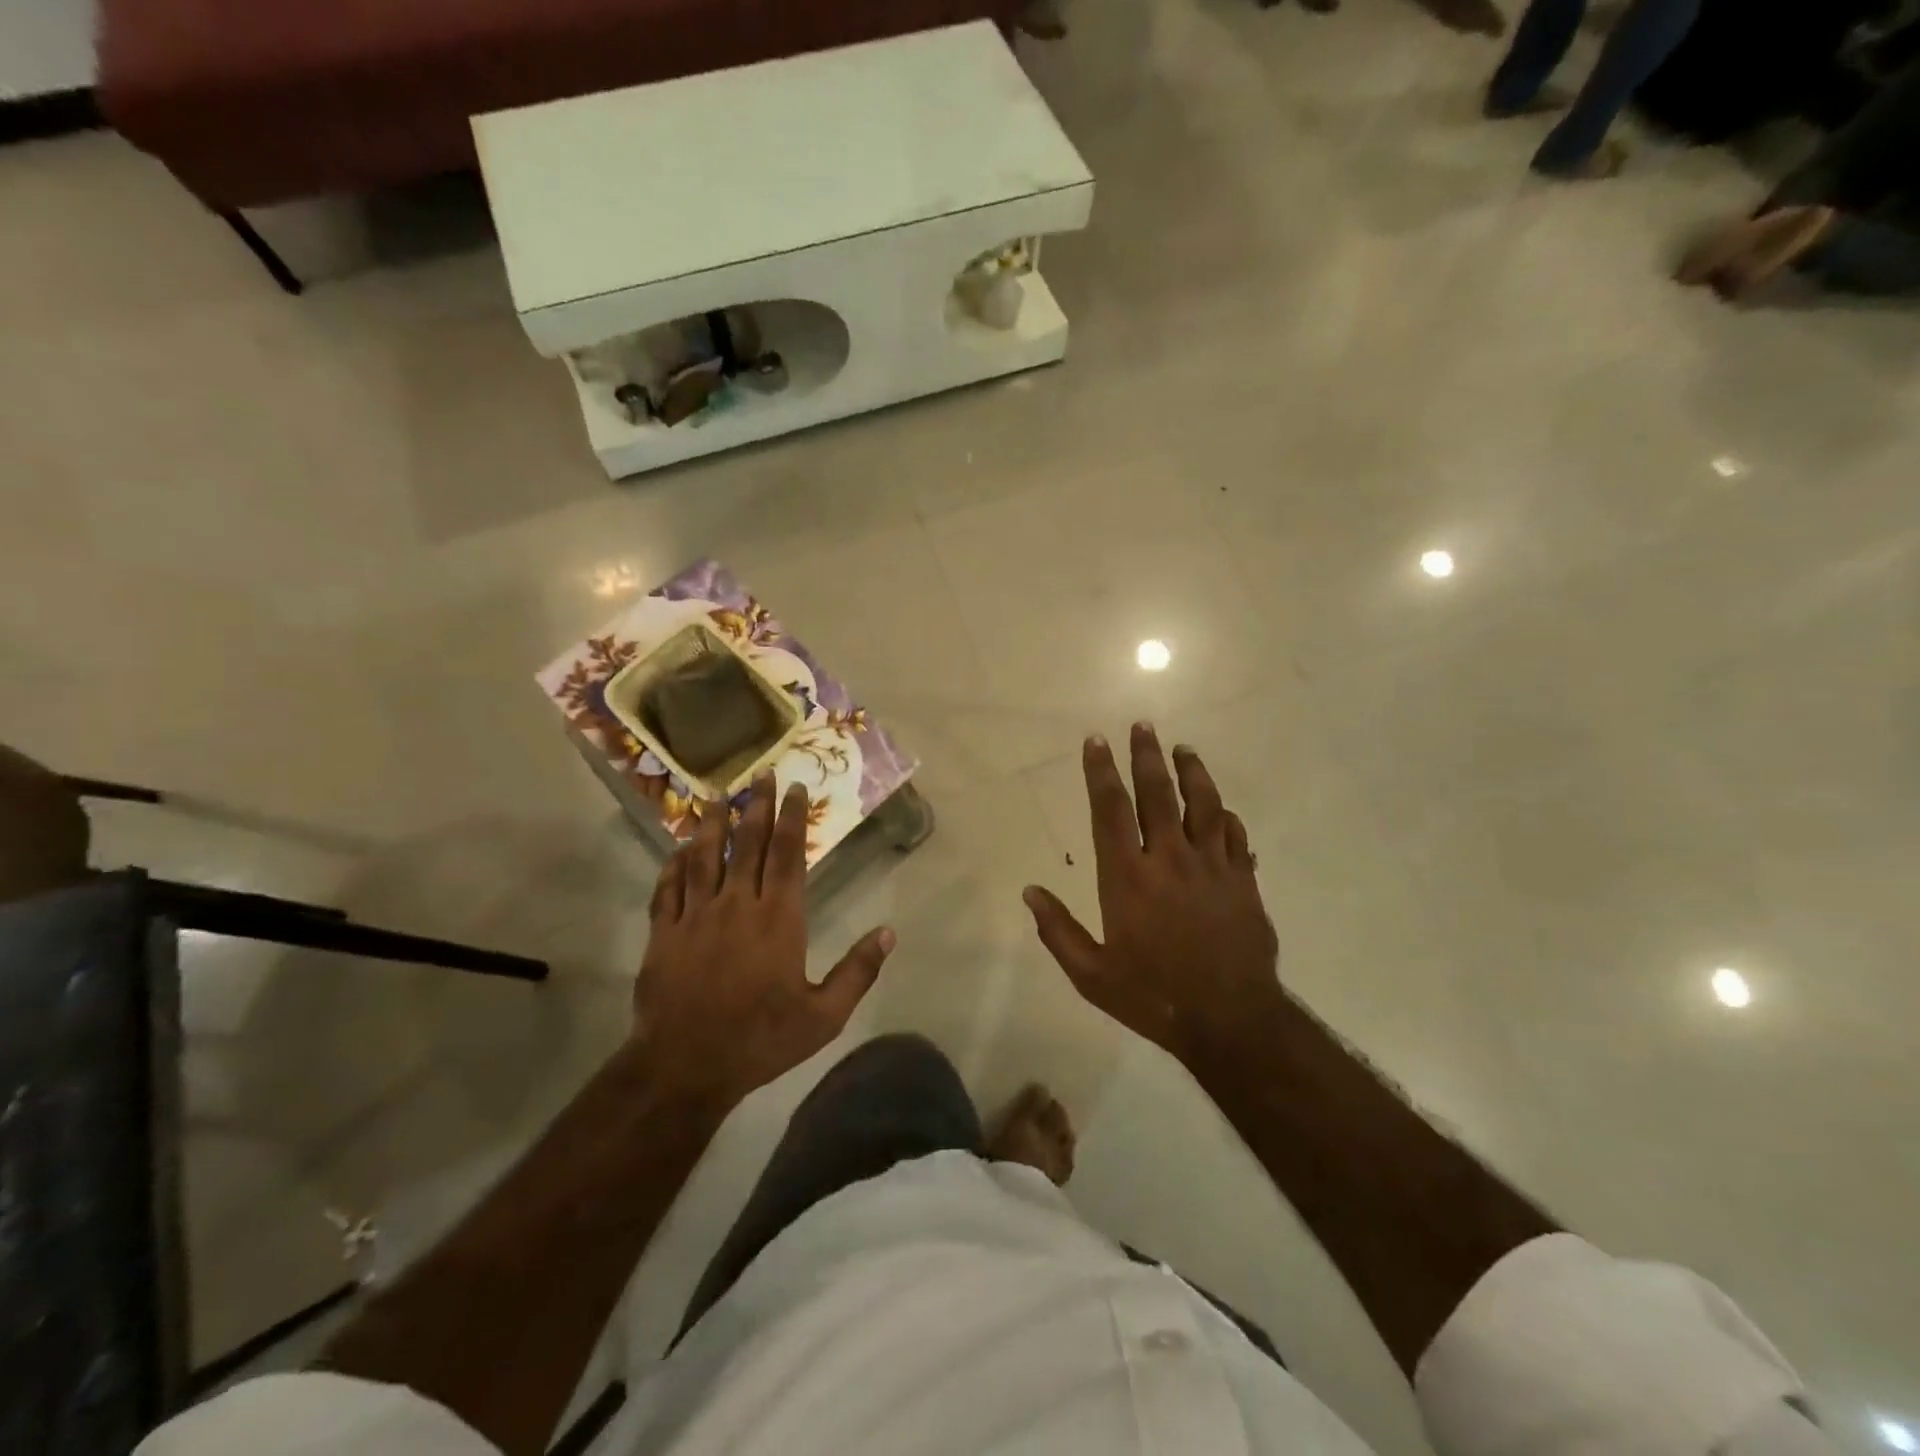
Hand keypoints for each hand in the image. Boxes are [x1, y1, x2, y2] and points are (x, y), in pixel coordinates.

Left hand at [636, 774, 894, 1102]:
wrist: (685, 1066)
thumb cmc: (761, 1040)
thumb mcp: (824, 1016)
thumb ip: (858, 972)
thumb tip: (890, 933)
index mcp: (779, 918)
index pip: (789, 855)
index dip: (794, 819)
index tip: (797, 789)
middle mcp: (738, 904)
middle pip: (749, 844)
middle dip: (758, 807)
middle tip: (762, 776)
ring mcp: (696, 915)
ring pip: (706, 856)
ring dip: (713, 823)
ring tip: (717, 795)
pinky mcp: (665, 933)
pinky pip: (669, 888)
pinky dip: (674, 864)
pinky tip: (679, 849)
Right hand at [1023, 725, 1282, 1063]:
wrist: (1229, 1020)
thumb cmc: (1153, 996)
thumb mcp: (1091, 974)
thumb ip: (1057, 931)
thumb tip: (1029, 892)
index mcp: (1127, 877)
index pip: (1110, 810)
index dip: (1101, 772)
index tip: (1096, 741)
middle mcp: (1168, 859)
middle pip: (1157, 793)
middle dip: (1146, 756)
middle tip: (1143, 725)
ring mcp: (1211, 866)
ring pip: (1202, 804)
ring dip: (1192, 772)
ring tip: (1184, 749)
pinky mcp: (1243, 881)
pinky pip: (1235, 836)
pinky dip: (1226, 817)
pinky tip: (1221, 808)